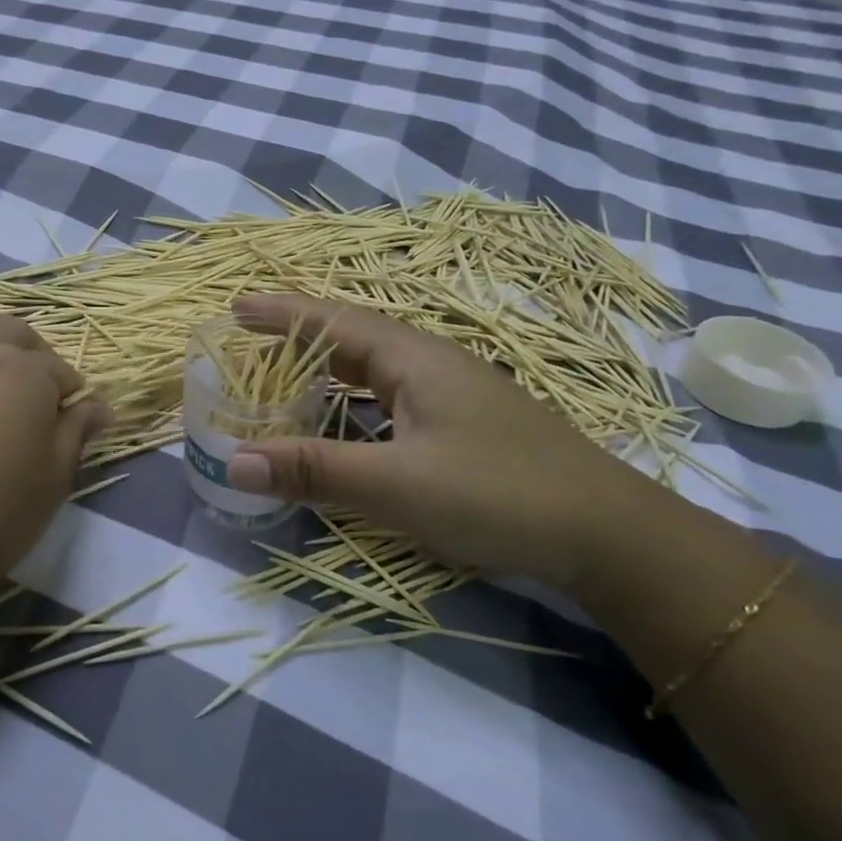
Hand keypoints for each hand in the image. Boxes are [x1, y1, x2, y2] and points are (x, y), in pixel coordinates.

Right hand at [224, 294, 666, 587]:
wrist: (608, 533)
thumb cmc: (498, 494)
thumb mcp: (396, 485)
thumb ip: (314, 471)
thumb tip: (233, 462)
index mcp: (414, 360)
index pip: (333, 321)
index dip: (282, 312)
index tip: (235, 307)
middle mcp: (432, 365)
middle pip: (352, 338)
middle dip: (298, 336)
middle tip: (249, 344)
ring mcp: (455, 394)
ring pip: (374, 369)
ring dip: (327, 368)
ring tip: (285, 377)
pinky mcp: (466, 425)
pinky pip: (393, 397)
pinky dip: (353, 400)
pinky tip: (347, 422)